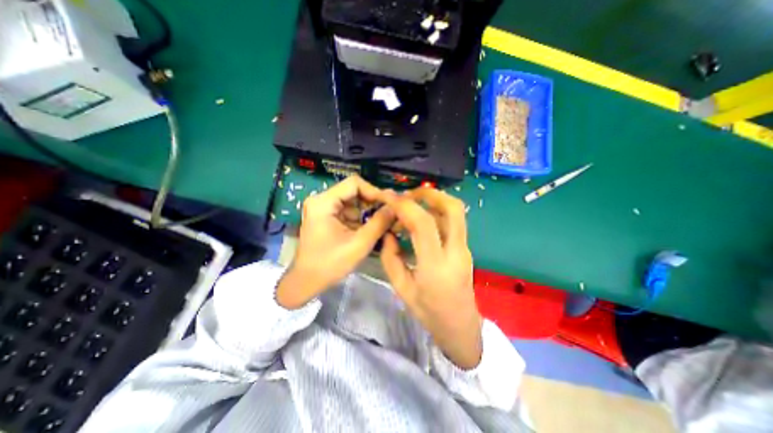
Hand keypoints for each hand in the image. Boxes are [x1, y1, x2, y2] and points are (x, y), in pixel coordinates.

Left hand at [277, 174, 395, 308]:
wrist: (306, 282)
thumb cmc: (329, 264)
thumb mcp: (359, 244)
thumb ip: (379, 223)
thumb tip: (394, 207)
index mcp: (323, 202)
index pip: (354, 183)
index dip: (374, 192)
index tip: (389, 205)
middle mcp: (321, 200)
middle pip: (354, 192)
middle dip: (373, 204)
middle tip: (389, 215)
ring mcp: (323, 209)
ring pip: (353, 203)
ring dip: (368, 212)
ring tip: (383, 224)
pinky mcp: (327, 218)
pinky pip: (349, 212)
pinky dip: (361, 219)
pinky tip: (371, 229)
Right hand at [379, 186, 480, 368]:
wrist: (461, 327)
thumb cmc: (429, 313)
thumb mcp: (402, 288)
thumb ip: (391, 258)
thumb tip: (388, 234)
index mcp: (436, 267)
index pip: (424, 224)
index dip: (405, 206)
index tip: (389, 198)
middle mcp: (455, 252)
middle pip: (452, 208)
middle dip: (430, 193)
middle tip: (408, 194)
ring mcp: (465, 249)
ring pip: (456, 212)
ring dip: (434, 200)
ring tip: (412, 204)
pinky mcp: (466, 248)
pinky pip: (453, 221)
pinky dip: (437, 212)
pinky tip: (421, 220)